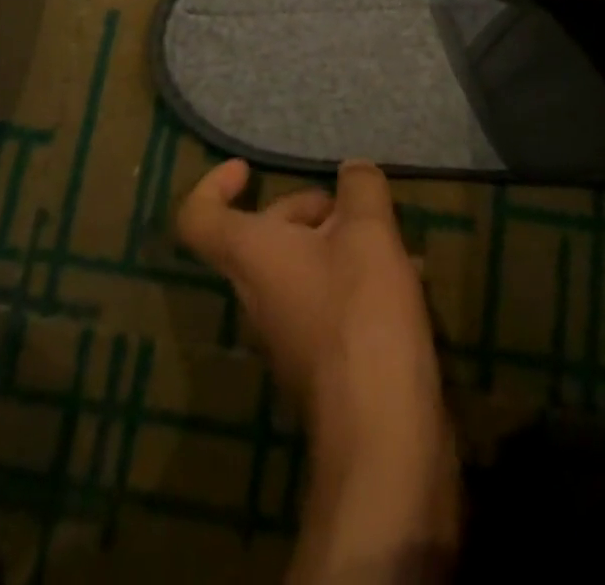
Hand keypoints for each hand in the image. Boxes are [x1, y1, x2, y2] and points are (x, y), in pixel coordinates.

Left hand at [178, 159, 457, 578]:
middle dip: (309, 210)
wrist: (383, 436)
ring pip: (302, 266)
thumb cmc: (362, 315)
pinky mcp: (319, 362)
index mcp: (251, 257)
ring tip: (396, 243)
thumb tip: (352, 170)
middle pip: (264, 234)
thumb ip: (360, 188)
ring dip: (342, 245)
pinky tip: (406, 284)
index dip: (213, 184)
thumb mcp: (369, 233)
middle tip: (359, 209)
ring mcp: (286, 332)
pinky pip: (326, 302)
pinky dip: (356, 281)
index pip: (199, 217)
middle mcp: (256, 294)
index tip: (249, 168)